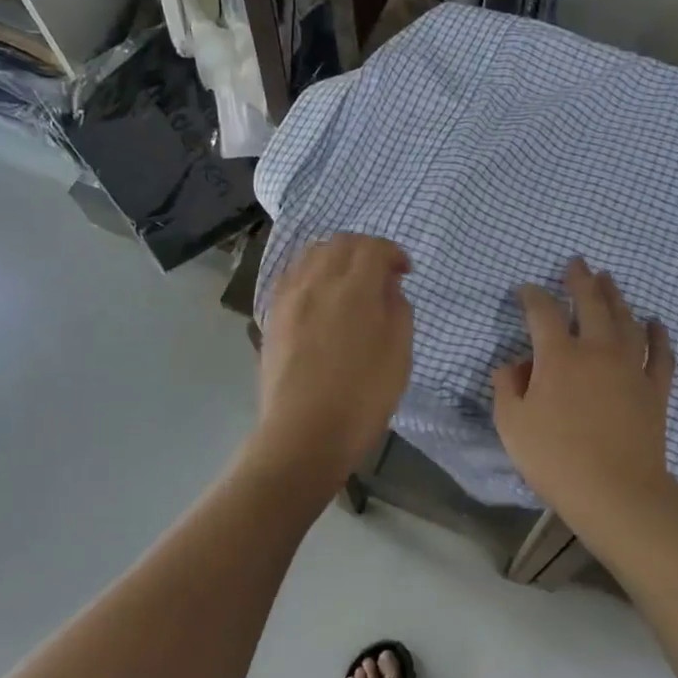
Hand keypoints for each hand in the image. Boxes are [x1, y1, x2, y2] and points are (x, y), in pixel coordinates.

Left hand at [255, 234, 413, 477]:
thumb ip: (397, 309)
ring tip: (348, 283)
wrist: (304, 434)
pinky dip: (310, 275)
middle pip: (340, 243)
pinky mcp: (271, 317)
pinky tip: (319, 298)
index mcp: (354, 288)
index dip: (393, 253)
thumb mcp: (399, 353)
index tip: (405, 273)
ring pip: (311, 255)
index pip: (373, 247)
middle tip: (380, 274)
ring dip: (335, 258)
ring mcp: (288, 298)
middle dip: (364, 250)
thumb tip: (386, 287)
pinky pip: (291, 277)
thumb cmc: (362, 397)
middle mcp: (317, 282)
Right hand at [492, 258, 677, 529]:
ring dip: (616, 297)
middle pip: (591, 303)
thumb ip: (507, 387)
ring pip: (626, 320)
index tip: (525, 289)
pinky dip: (658, 335)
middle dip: (581, 279)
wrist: (616, 491)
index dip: (532, 296)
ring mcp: (631, 368)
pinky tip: (655, 323)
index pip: (543, 313)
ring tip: (609, 280)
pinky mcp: (655, 389)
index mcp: (559, 357)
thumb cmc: (556, 458)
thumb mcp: (512, 425)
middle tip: (577, 262)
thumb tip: (513, 364)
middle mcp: (597, 351)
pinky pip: (660, 354)